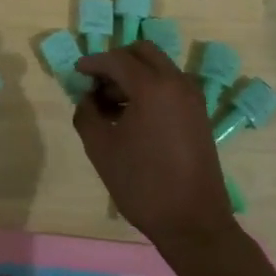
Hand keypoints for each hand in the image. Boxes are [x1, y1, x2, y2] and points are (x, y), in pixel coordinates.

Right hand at [73, 42, 235, 249]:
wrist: (193, 223)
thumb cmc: (143, 184)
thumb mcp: (101, 149)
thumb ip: (87, 114)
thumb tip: (87, 99)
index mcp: (152, 87)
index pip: (116, 59)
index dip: (93, 63)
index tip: (77, 72)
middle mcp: (176, 83)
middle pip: (143, 53)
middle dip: (117, 62)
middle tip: (97, 84)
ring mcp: (192, 98)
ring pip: (158, 68)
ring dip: (134, 75)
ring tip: (111, 105)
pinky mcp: (199, 114)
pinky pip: (170, 86)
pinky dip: (150, 88)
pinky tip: (133, 116)